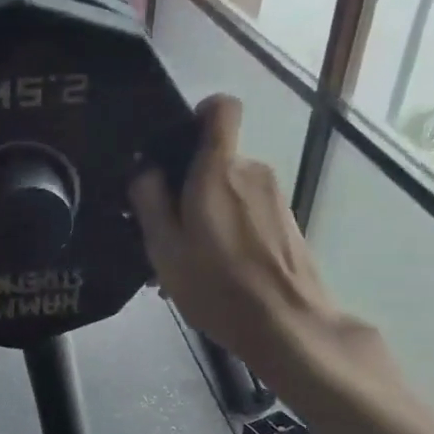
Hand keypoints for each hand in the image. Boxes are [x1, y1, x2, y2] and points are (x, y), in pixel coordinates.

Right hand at [127, 94, 338, 374]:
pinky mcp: (286, 224)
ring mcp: (274, 198)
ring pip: (228, 192)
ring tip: (184, 264)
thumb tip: (145, 170)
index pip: (220, 108)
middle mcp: (252, 171)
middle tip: (162, 233)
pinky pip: (245, 214)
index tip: (176, 146)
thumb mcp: (164, 247)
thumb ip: (149, 200)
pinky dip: (225, 233)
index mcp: (219, 170)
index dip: (198, 115)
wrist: (287, 325)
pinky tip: (211, 274)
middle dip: (187, 188)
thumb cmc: (218, 285)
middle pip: (215, 161)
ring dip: (204, 217)